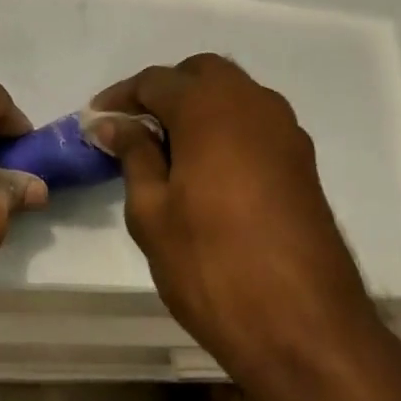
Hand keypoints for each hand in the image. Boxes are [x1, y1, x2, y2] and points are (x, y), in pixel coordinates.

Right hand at [91, 55, 381, 380]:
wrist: (304, 326)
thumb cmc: (212, 264)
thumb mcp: (153, 211)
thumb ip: (134, 155)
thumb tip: (114, 123)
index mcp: (211, 106)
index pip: (156, 81)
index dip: (121, 98)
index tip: (96, 121)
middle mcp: (254, 103)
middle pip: (202, 75)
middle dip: (165, 92)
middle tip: (134, 129)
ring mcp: (286, 131)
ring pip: (234, 96)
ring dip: (198, 108)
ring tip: (167, 151)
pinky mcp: (302, 161)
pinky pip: (255, 124)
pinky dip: (226, 130)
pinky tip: (207, 170)